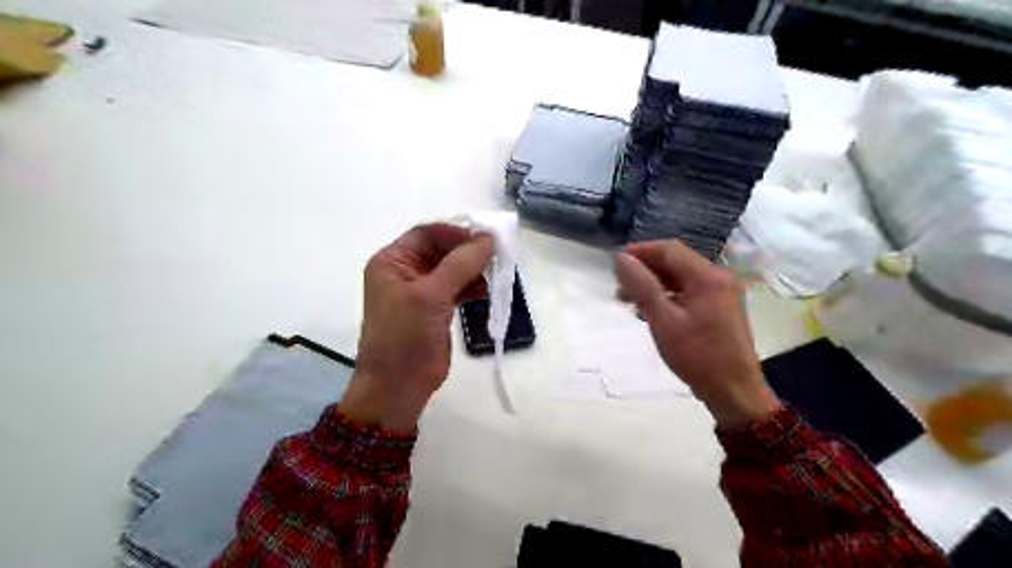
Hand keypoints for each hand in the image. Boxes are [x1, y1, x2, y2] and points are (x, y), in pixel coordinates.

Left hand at [344, 225, 495, 432]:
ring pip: (453, 269)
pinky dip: (473, 287)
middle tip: (496, 256)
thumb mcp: (430, 296)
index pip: (427, 234)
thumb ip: (460, 264)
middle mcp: (405, 272)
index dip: (456, 233)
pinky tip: (487, 291)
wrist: (398, 387)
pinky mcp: (436, 310)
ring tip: (495, 274)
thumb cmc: (405, 337)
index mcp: (392, 261)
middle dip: (468, 252)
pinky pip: (457, 288)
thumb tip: (489, 238)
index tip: (485, 239)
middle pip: (442, 250)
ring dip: (474, 270)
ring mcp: (421, 292)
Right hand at [612, 238, 776, 424]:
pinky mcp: (723, 308)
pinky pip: (691, 292)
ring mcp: (724, 294)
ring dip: (656, 284)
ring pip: (683, 278)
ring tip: (632, 302)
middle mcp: (719, 278)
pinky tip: (654, 312)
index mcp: (707, 277)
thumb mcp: (663, 320)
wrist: (734, 391)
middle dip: (646, 271)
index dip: (641, 251)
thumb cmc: (697, 355)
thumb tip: (622, 259)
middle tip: (621, 289)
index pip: (670, 250)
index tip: (617, 264)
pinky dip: (670, 296)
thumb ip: (642, 286)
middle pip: (677, 262)